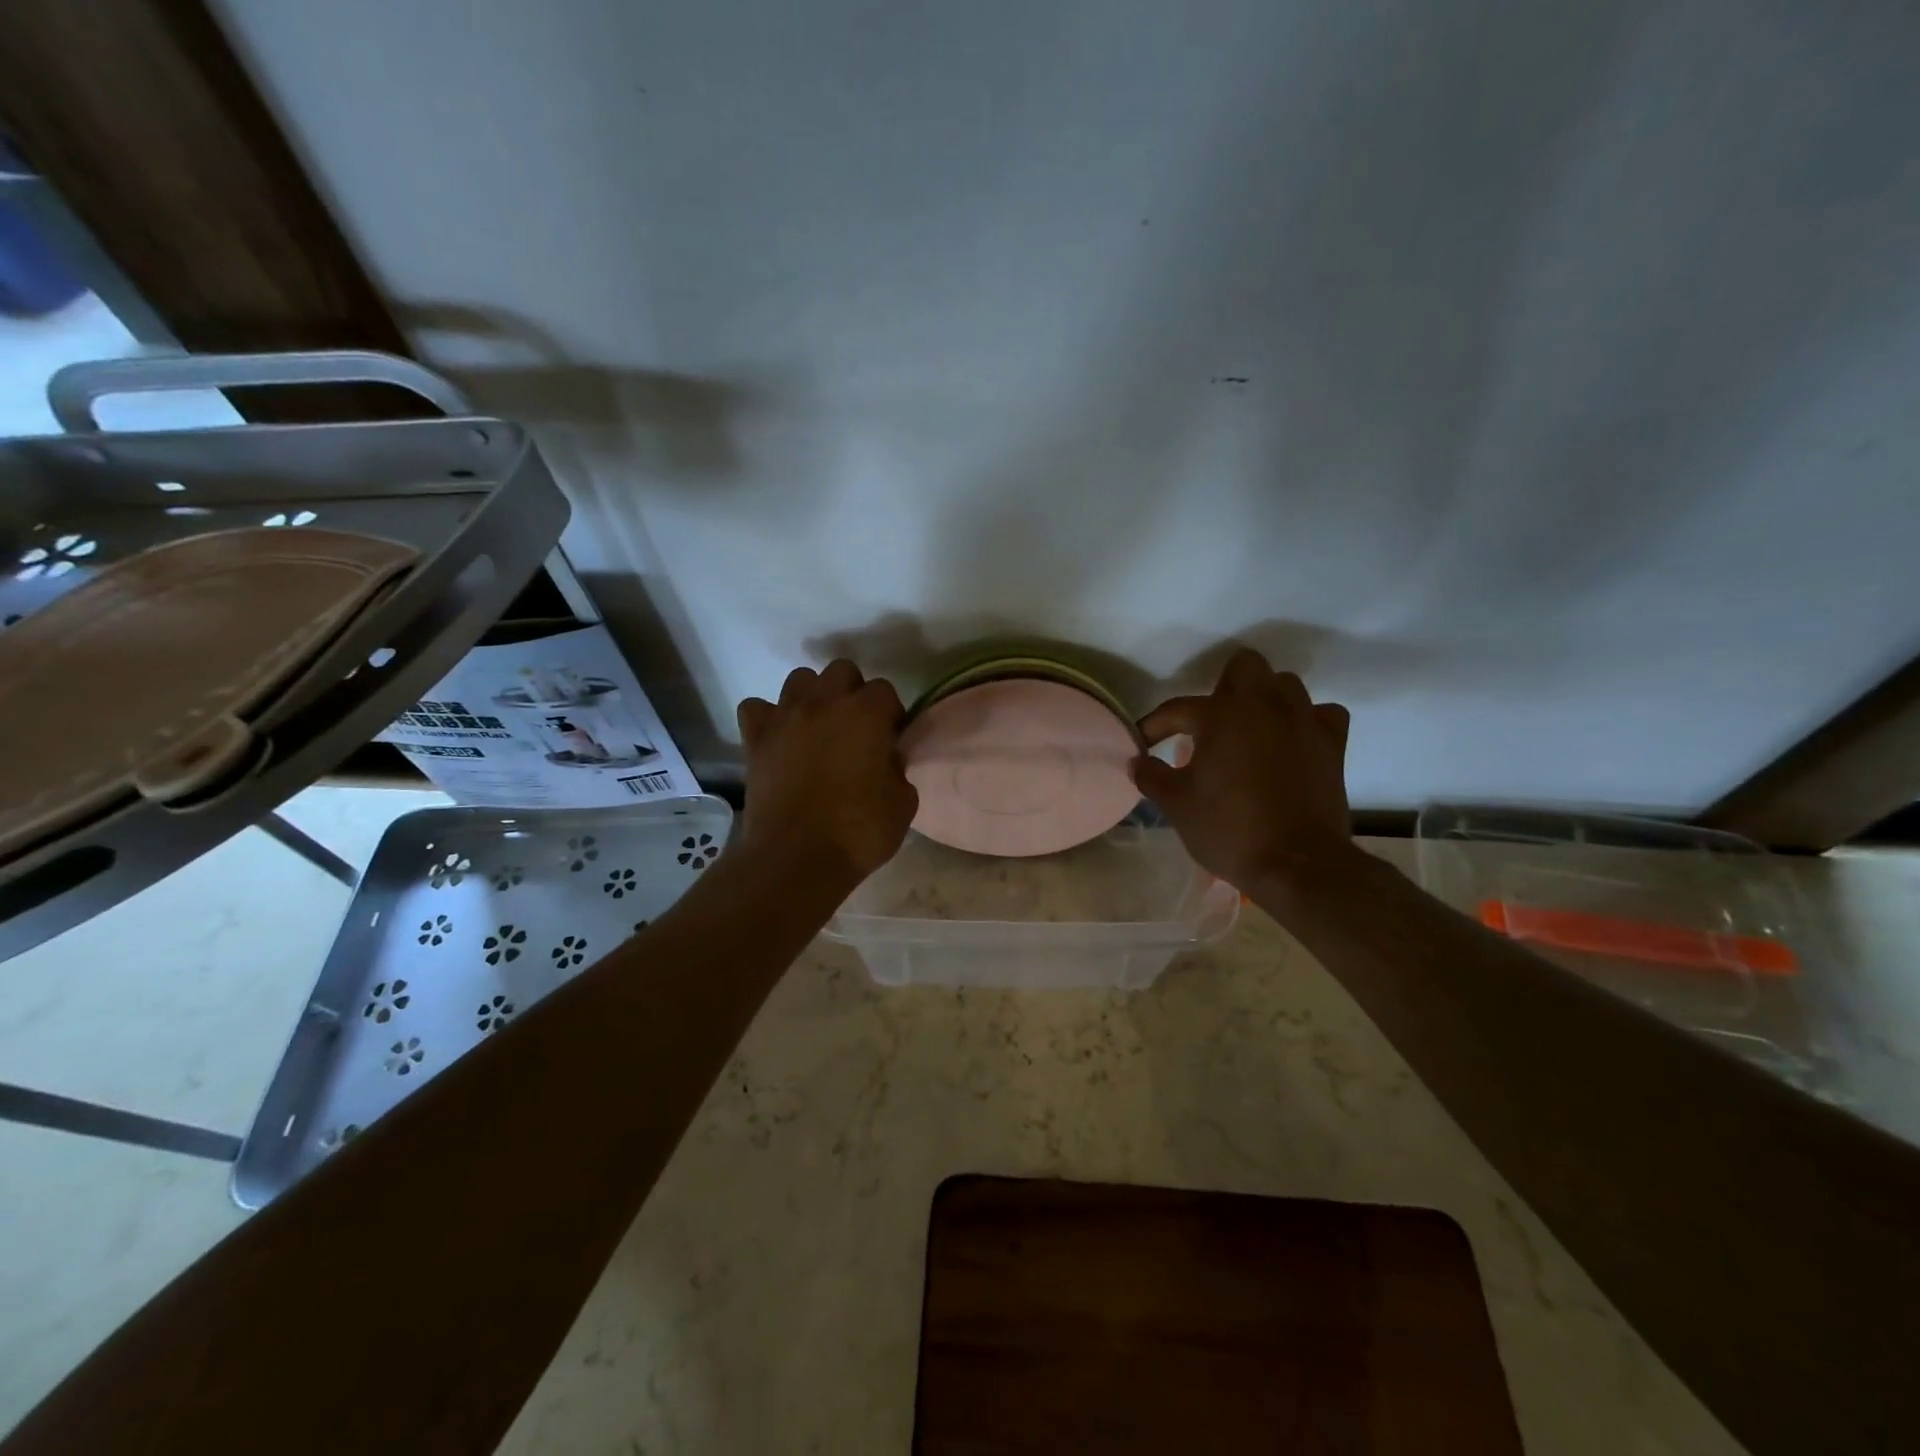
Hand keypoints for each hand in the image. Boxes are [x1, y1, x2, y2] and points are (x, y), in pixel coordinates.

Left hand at [735, 660, 917, 888]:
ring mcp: (785, 717)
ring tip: (818, 728)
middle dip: (852, 693)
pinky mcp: (756, 738)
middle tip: (856, 729)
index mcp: (866, 713)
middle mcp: (825, 702)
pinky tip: (779, 739)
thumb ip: (897, 768)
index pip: (885, 691)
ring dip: (813, 697)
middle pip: (842, 671)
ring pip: (799, 680)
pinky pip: (757, 708)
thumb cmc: (859, 831)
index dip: (890, 715)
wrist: (797, 858)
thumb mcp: (903, 802)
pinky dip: (768, 718)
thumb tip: (885, 758)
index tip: (890, 741)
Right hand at [1132, 648, 1353, 896]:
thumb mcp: (1176, 805)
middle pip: (1244, 666)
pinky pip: (1322, 713)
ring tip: (1249, 730)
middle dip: (1222, 687)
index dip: (1154, 725)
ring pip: (1285, 684)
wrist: (1297, 864)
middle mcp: (1264, 706)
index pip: (1177, 708)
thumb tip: (1137, 761)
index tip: (1143, 744)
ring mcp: (1303, 721)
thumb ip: (1151, 776)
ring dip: (1264, 699)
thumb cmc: (1229, 829)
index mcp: (1221, 716)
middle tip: (1209, 723)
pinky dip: (1306, 720)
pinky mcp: (1332, 744)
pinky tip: (1292, 740)